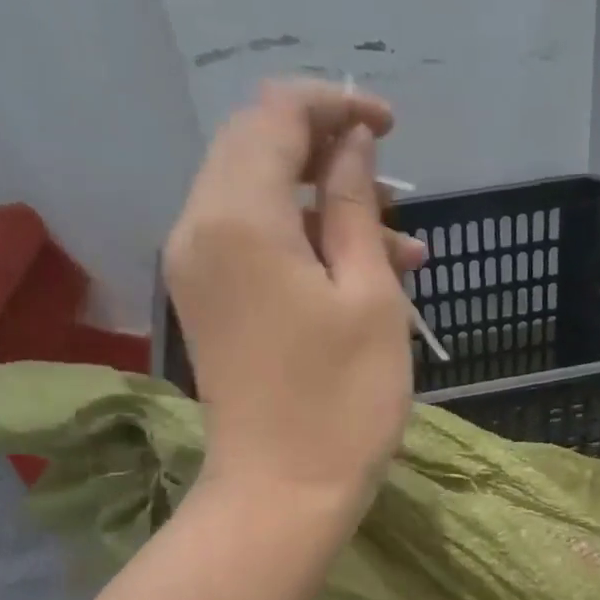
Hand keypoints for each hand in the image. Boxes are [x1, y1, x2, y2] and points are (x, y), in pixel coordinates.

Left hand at [163, 79, 429, 509]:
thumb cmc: (342, 401)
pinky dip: (303, 244)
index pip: (276, 114)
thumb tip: (352, 142)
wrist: (282, 494)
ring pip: (258, 200)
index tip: (390, 127)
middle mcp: (200, 227)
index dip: (335, 105)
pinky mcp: (208, 305)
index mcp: (239, 215)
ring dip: (325, 207)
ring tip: (403, 249)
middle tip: (392, 188)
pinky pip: (251, 245)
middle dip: (328, 153)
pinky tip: (362, 275)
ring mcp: (196, 270)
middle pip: (256, 149)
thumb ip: (356, 206)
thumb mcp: (369, 296)